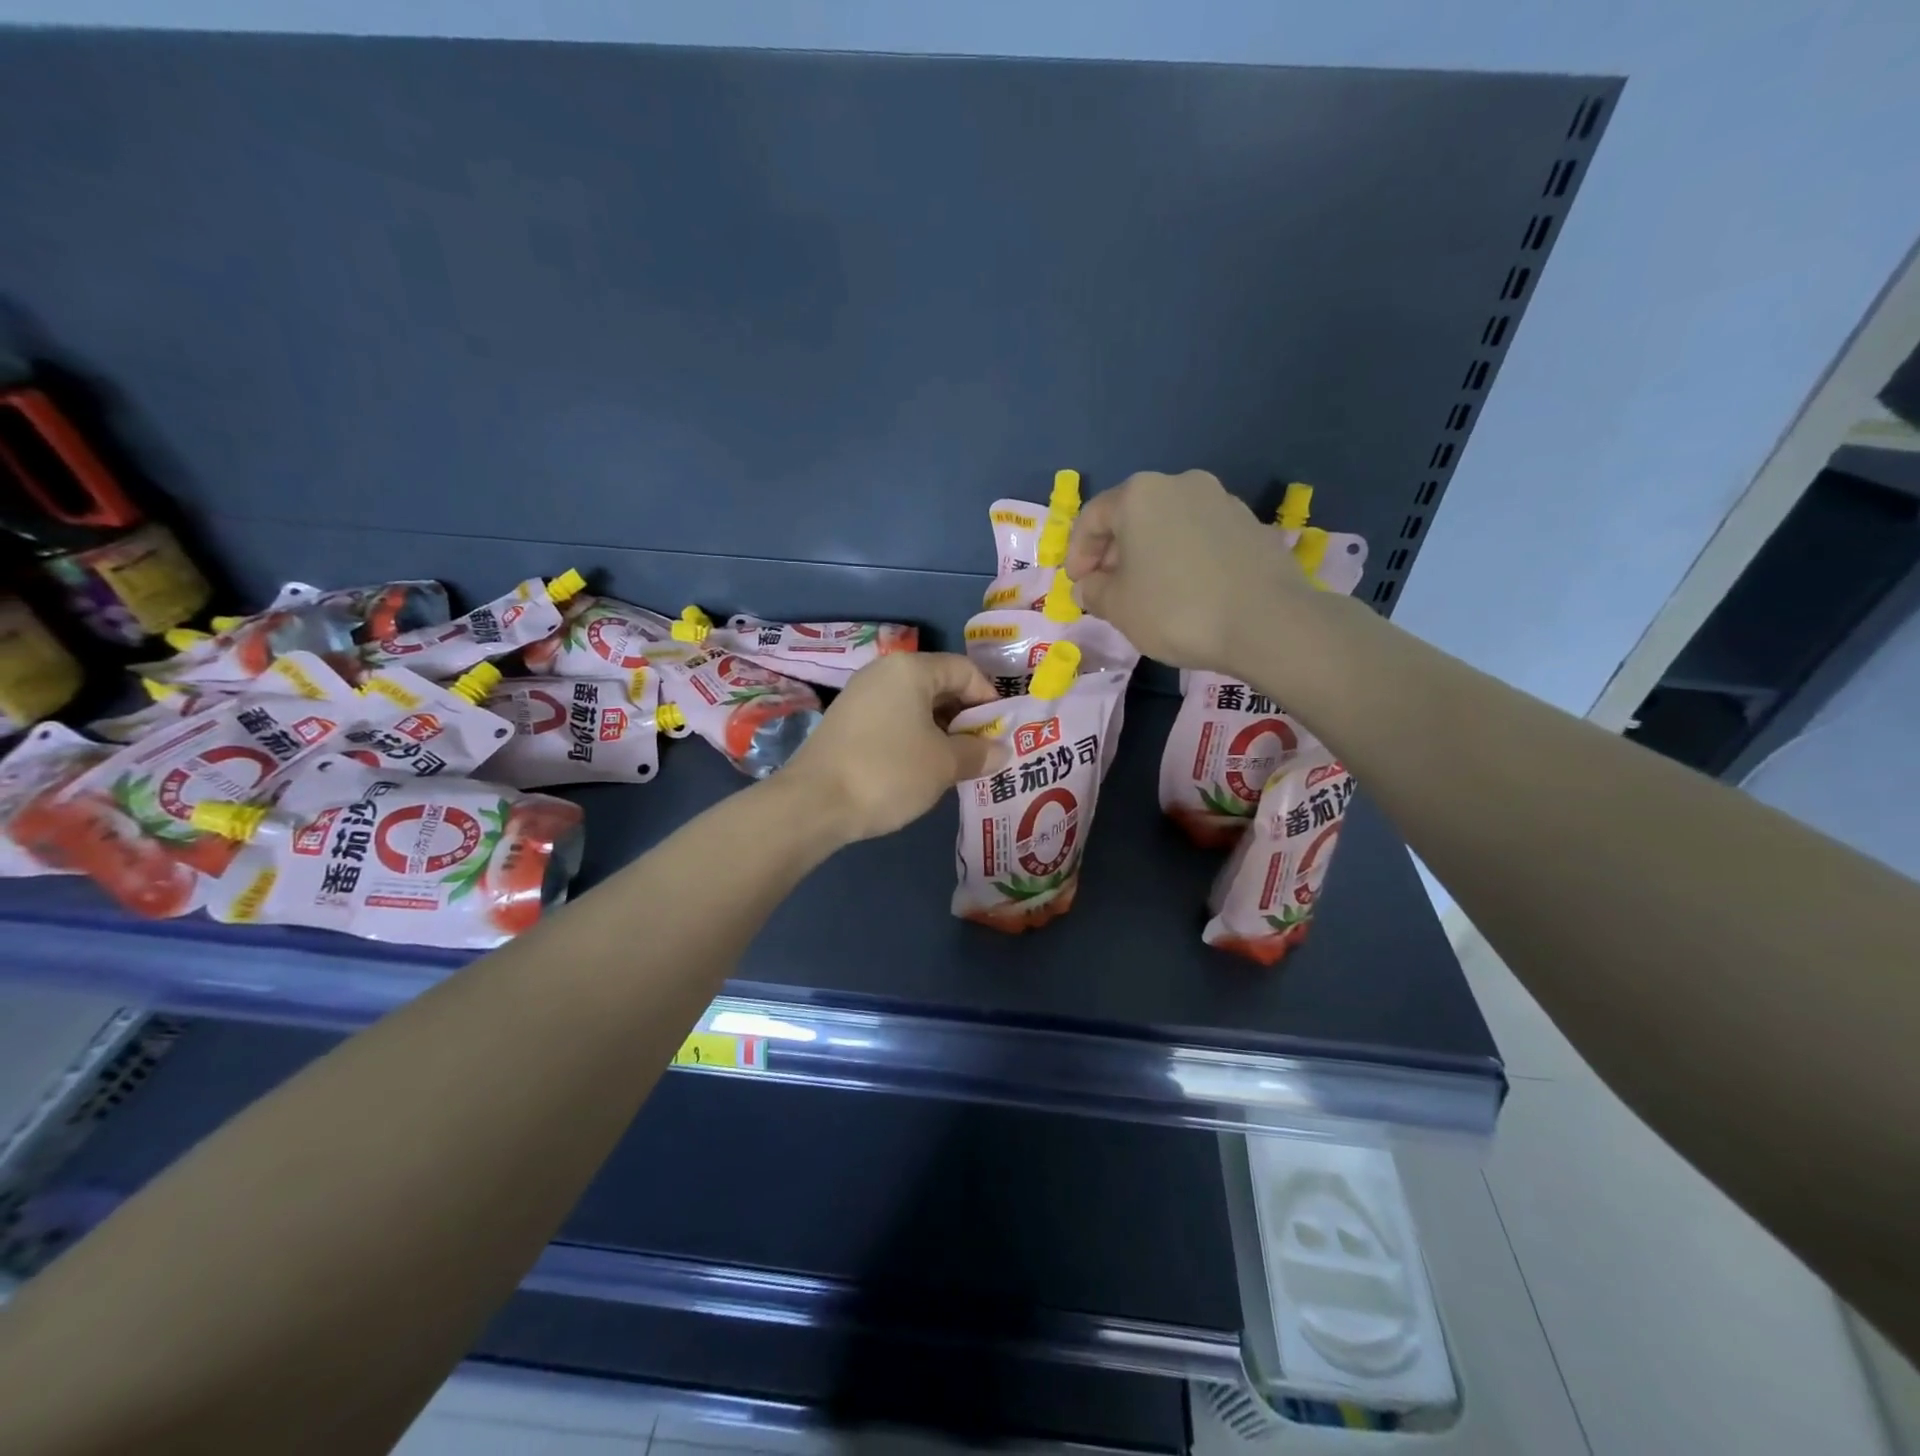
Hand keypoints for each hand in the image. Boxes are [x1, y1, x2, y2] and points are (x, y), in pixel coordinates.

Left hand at [784, 653, 1003, 842]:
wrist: (814, 803)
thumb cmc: (889, 772)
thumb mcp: (944, 764)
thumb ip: (977, 752)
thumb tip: (1000, 751)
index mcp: (911, 670)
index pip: (965, 671)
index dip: (989, 700)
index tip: (1001, 734)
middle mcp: (884, 672)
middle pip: (940, 685)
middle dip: (966, 717)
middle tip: (982, 751)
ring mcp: (860, 696)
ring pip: (915, 705)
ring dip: (941, 730)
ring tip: (956, 763)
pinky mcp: (846, 722)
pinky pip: (893, 720)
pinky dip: (914, 737)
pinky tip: (921, 768)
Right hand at [1065, 470, 1315, 674]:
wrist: (1267, 622)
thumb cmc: (1176, 609)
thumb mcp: (1118, 607)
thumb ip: (1093, 592)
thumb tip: (1088, 585)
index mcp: (1139, 494)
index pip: (1092, 517)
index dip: (1077, 553)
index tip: (1077, 585)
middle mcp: (1180, 484)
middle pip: (1132, 515)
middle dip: (1114, 552)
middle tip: (1107, 589)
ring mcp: (1221, 500)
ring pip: (1168, 524)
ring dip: (1149, 554)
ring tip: (1147, 592)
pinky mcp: (1251, 524)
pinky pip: (1200, 537)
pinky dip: (1183, 557)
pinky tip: (1185, 591)